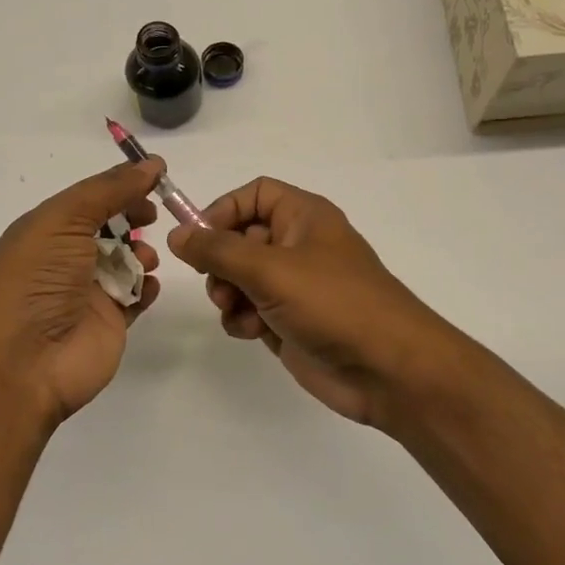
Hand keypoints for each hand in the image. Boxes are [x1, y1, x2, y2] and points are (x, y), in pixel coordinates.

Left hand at [0, 158, 163, 428]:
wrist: (20, 363)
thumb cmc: (34, 280)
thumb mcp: (64, 220)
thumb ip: (109, 190)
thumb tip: (151, 163)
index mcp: (44, 231)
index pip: (88, 201)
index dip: (120, 189)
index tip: (154, 181)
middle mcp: (64, 260)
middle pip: (108, 229)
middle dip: (133, 220)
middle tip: (152, 218)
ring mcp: (86, 294)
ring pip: (125, 263)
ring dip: (141, 255)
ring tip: (144, 261)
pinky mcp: (107, 324)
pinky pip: (134, 298)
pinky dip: (146, 288)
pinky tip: (147, 286)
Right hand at [167, 177, 465, 427]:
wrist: (387, 369)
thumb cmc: (333, 303)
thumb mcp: (270, 269)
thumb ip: (218, 250)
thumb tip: (178, 234)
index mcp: (303, 216)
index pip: (253, 195)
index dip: (222, 211)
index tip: (198, 239)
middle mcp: (298, 245)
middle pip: (240, 238)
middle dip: (220, 262)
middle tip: (218, 284)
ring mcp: (294, 286)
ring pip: (240, 277)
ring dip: (228, 294)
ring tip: (235, 311)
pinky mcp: (289, 321)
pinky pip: (250, 309)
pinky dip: (242, 319)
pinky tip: (251, 332)